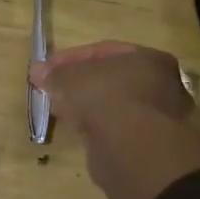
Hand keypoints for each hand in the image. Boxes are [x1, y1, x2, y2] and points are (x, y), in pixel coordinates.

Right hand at [33, 42, 199, 198]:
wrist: (130, 147)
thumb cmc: (105, 97)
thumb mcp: (70, 78)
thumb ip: (54, 73)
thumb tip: (37, 71)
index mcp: (150, 59)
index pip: (105, 51)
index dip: (71, 58)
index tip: (47, 68)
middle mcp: (162, 85)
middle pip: (112, 79)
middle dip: (80, 83)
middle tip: (54, 88)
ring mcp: (158, 117)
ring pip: (113, 105)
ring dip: (88, 106)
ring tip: (61, 110)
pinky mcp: (146, 144)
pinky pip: (115, 127)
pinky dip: (96, 126)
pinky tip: (77, 130)